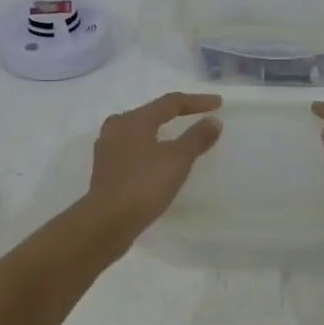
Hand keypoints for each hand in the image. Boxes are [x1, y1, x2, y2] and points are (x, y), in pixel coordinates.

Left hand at [82, 92, 223, 243]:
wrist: (107, 222)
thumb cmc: (144, 185)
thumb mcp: (177, 160)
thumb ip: (197, 138)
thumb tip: (213, 120)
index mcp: (134, 120)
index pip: (170, 102)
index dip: (196, 102)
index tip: (218, 104)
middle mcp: (116, 128)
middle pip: (151, 113)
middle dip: (175, 114)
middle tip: (196, 116)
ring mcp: (107, 149)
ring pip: (139, 132)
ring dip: (160, 132)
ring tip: (178, 138)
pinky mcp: (105, 170)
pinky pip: (132, 149)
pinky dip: (149, 149)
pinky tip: (157, 161)